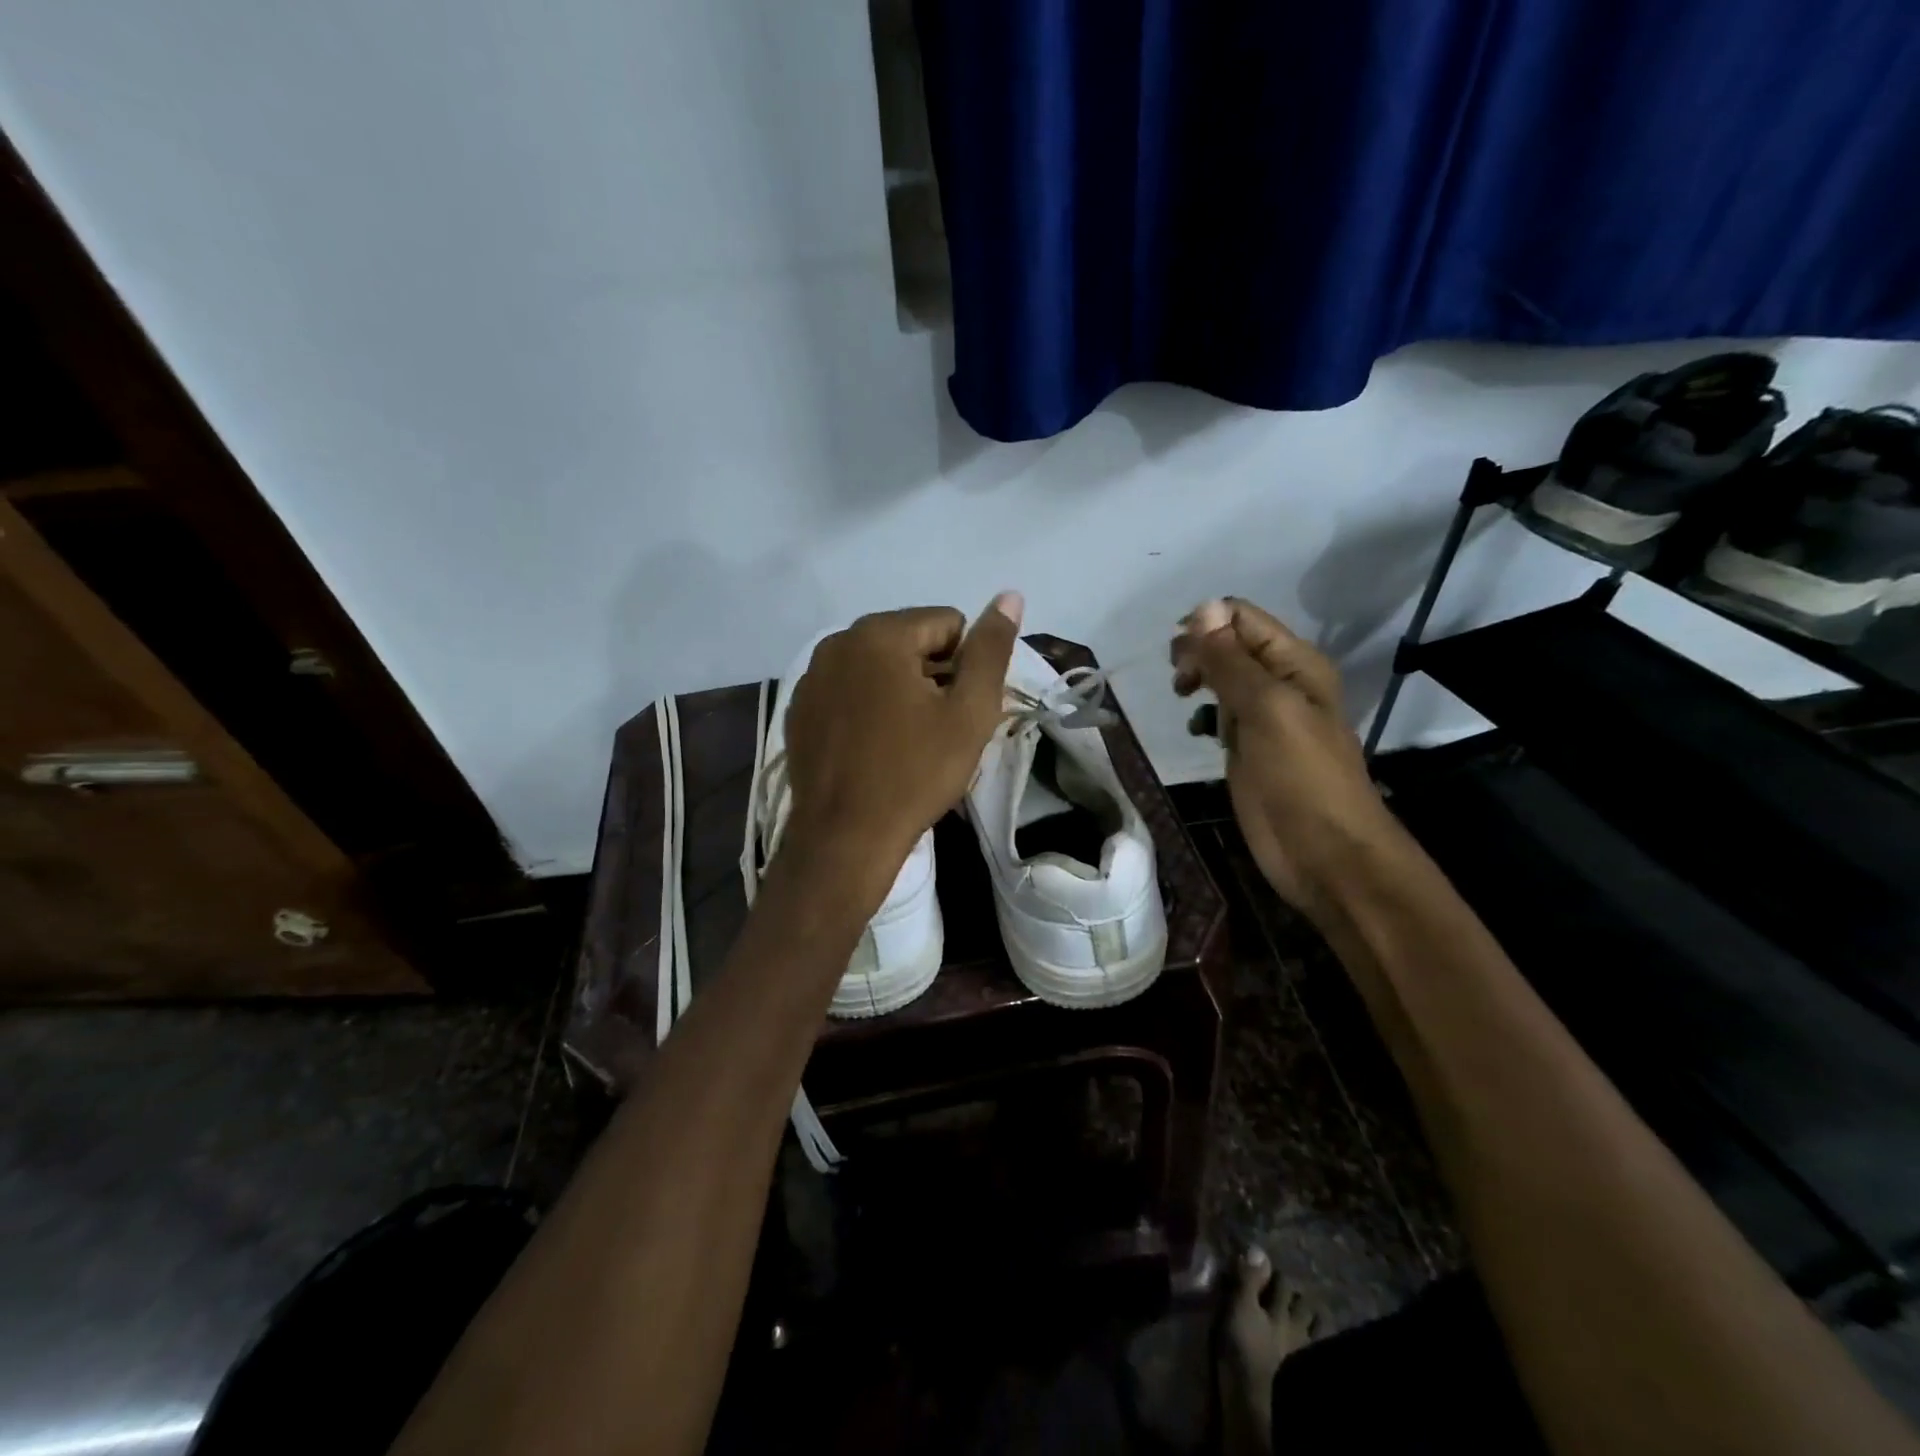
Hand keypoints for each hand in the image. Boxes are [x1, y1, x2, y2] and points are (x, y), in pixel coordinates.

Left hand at [784, 594, 1022, 872]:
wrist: (845, 838)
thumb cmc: (915, 773)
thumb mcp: (969, 713)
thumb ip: (990, 649)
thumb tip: (1010, 595)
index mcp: (880, 633)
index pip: (947, 623)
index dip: (964, 665)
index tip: (957, 710)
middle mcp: (838, 641)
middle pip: (908, 640)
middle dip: (931, 674)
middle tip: (936, 728)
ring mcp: (811, 675)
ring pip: (876, 665)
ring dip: (898, 689)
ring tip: (905, 740)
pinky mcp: (798, 708)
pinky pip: (847, 690)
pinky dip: (866, 706)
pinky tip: (871, 747)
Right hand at [1171, 598, 1402, 918]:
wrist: (1323, 852)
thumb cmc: (1300, 776)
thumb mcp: (1266, 708)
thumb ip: (1231, 661)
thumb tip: (1201, 608)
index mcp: (1295, 663)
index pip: (1242, 618)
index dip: (1206, 624)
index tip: (1178, 653)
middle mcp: (1280, 683)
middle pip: (1230, 645)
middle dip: (1198, 651)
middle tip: (1180, 680)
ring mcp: (1264, 718)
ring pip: (1222, 679)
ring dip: (1198, 679)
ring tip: (1183, 696)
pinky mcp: (1248, 749)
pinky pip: (1220, 716)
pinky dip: (1203, 714)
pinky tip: (1196, 729)